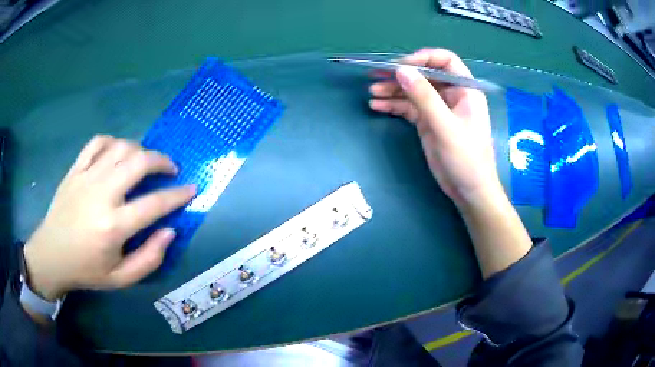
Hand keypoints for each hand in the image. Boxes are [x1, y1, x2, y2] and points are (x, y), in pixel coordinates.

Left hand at [23, 135, 195, 300]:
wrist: (52, 255)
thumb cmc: (87, 270)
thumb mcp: (121, 279)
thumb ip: (149, 258)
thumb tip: (170, 231)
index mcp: (113, 226)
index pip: (155, 203)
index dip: (178, 194)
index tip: (192, 188)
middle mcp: (101, 195)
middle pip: (138, 162)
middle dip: (162, 160)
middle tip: (170, 168)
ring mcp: (86, 177)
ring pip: (120, 147)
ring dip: (139, 150)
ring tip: (144, 162)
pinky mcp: (75, 170)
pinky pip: (97, 143)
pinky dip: (112, 142)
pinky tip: (117, 153)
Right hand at [368, 48, 502, 206]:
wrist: (469, 191)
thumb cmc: (466, 158)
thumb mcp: (445, 126)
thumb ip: (424, 97)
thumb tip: (401, 70)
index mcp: (464, 89)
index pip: (445, 61)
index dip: (423, 58)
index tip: (402, 66)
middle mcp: (451, 95)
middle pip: (424, 75)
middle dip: (401, 75)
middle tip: (375, 75)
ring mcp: (438, 109)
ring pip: (413, 91)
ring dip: (393, 90)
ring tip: (372, 92)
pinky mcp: (428, 123)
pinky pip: (409, 108)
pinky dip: (394, 105)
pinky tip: (377, 105)